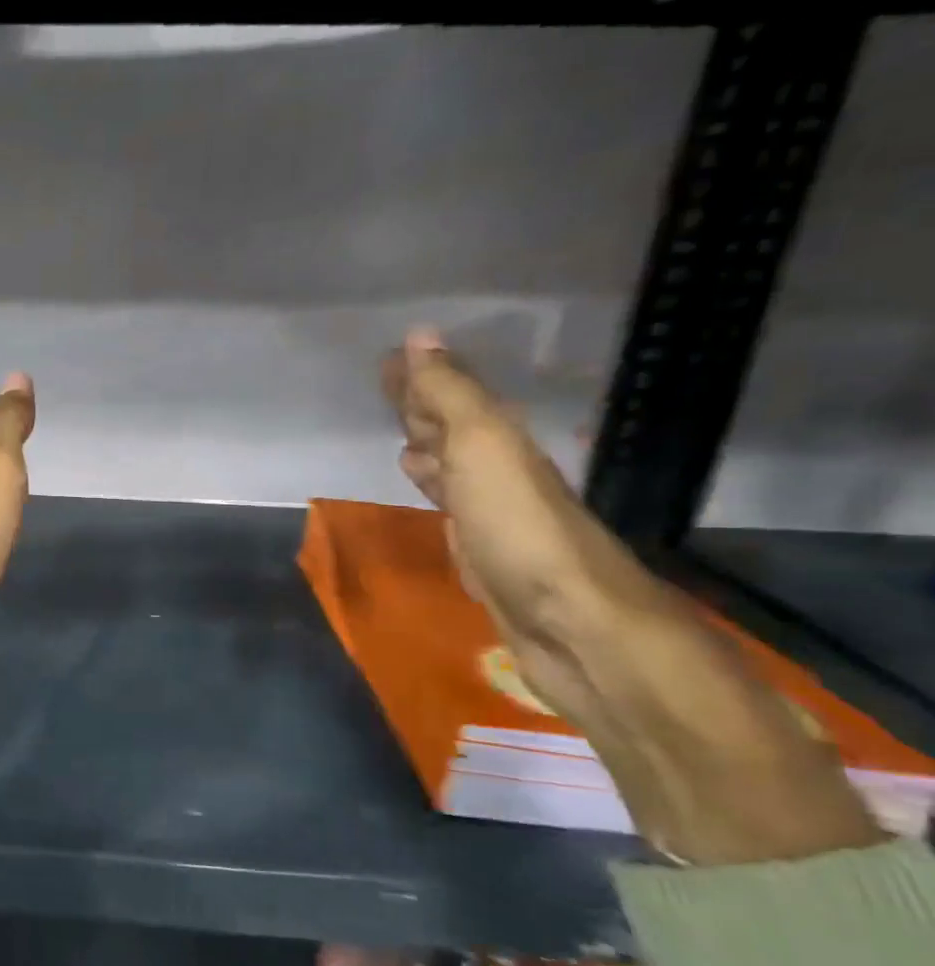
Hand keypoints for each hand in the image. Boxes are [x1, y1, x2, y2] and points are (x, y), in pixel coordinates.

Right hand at [383, 326, 879, 864]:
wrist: (576, 629)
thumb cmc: (521, 531)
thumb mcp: (484, 448)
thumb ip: (450, 396)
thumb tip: (421, 337)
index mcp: (500, 443)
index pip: (451, 397)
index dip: (420, 378)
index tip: (389, 358)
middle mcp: (501, 473)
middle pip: (456, 430)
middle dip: (422, 408)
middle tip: (388, 390)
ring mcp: (495, 518)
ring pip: (454, 469)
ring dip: (429, 449)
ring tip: (402, 440)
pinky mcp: (486, 557)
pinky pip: (453, 508)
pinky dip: (435, 492)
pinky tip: (429, 495)